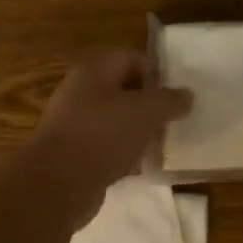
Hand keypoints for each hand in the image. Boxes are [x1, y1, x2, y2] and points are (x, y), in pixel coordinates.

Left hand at [24, 48, 191, 221]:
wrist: (55, 185)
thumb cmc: (101, 135)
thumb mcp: (144, 112)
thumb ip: (169, 101)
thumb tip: (187, 96)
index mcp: (94, 71)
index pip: (130, 57)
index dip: (155, 72)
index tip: (175, 95)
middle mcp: (81, 91)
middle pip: (123, 89)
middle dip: (149, 104)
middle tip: (172, 120)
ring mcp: (75, 124)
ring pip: (115, 120)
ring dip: (138, 131)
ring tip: (160, 144)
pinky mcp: (74, 154)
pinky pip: (106, 146)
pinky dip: (123, 153)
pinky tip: (139, 167)